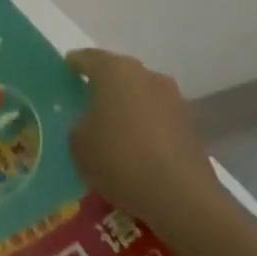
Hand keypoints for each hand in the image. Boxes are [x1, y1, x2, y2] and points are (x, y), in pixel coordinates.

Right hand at [66, 48, 213, 235]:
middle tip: (88, 101)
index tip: (66, 73)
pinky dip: (147, 125)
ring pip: (141, 93)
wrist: (182, 197)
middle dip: (103, 84)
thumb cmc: (121, 160)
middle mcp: (145, 74)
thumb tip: (88, 123)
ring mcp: (172, 97)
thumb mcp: (79, 145)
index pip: (87, 58)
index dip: (74, 64)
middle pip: (118, 72)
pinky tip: (138, 147)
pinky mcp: (190, 123)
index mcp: (113, 70)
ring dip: (128, 104)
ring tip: (115, 127)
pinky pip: (158, 116)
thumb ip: (78, 126)